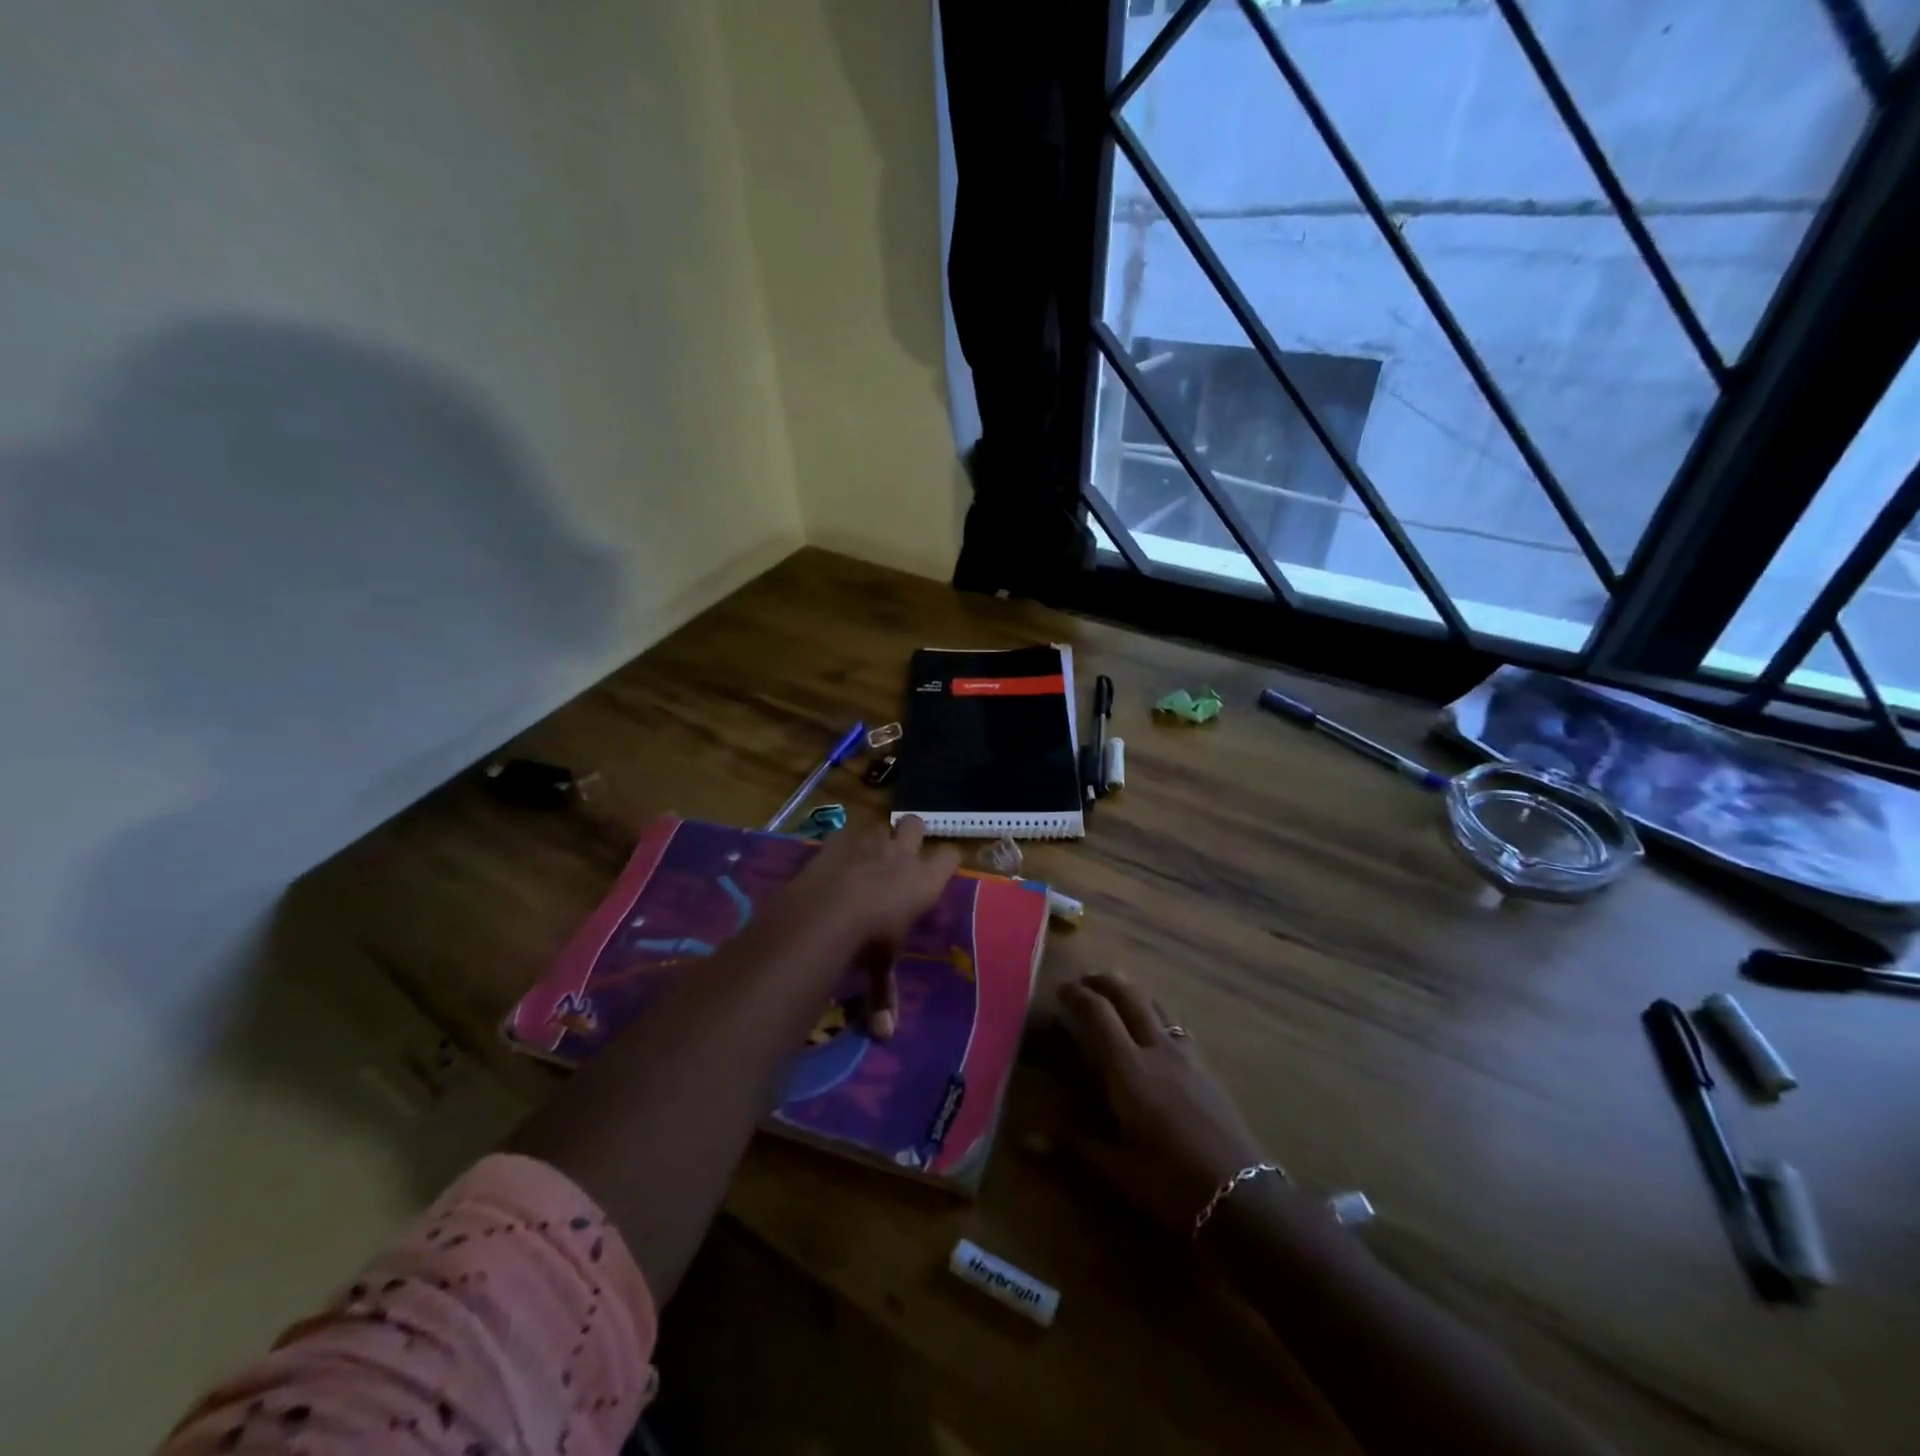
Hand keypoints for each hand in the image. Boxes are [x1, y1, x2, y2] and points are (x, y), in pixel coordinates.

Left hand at [775, 816, 958, 1039]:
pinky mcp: (838, 838)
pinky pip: (846, 830)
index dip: (947, 860)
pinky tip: (836, 856)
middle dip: (911, 833)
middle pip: (916, 823)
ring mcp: (869, 841)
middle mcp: (902, 854)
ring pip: (882, 824)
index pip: (950, 856)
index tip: (941, 869)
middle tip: (902, 853)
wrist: (827, 911)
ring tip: (868, 854)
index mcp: (925, 881)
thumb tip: (885, 1035)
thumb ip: (885, 994)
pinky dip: (843, 840)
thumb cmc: (869, 939)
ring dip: (877, 836)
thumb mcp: (880, 967)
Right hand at [1059, 974, 1271, 1233]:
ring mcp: (1186, 1055)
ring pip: (1156, 1005)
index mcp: (1129, 1068)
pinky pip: (1175, 1025)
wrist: (1241, 1195)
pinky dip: (1155, 1015)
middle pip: (1130, 995)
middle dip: (1105, 982)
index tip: (1061, 990)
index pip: (1099, 1013)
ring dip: (1132, 993)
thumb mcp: (1116, 1168)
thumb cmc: (1170, 1183)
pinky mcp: (1206, 1067)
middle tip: (1085, 983)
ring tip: (1116, 999)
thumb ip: (1072, 1144)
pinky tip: (1154, 1034)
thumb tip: (1026, 1140)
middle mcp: (1157, 1049)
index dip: (1078, 994)